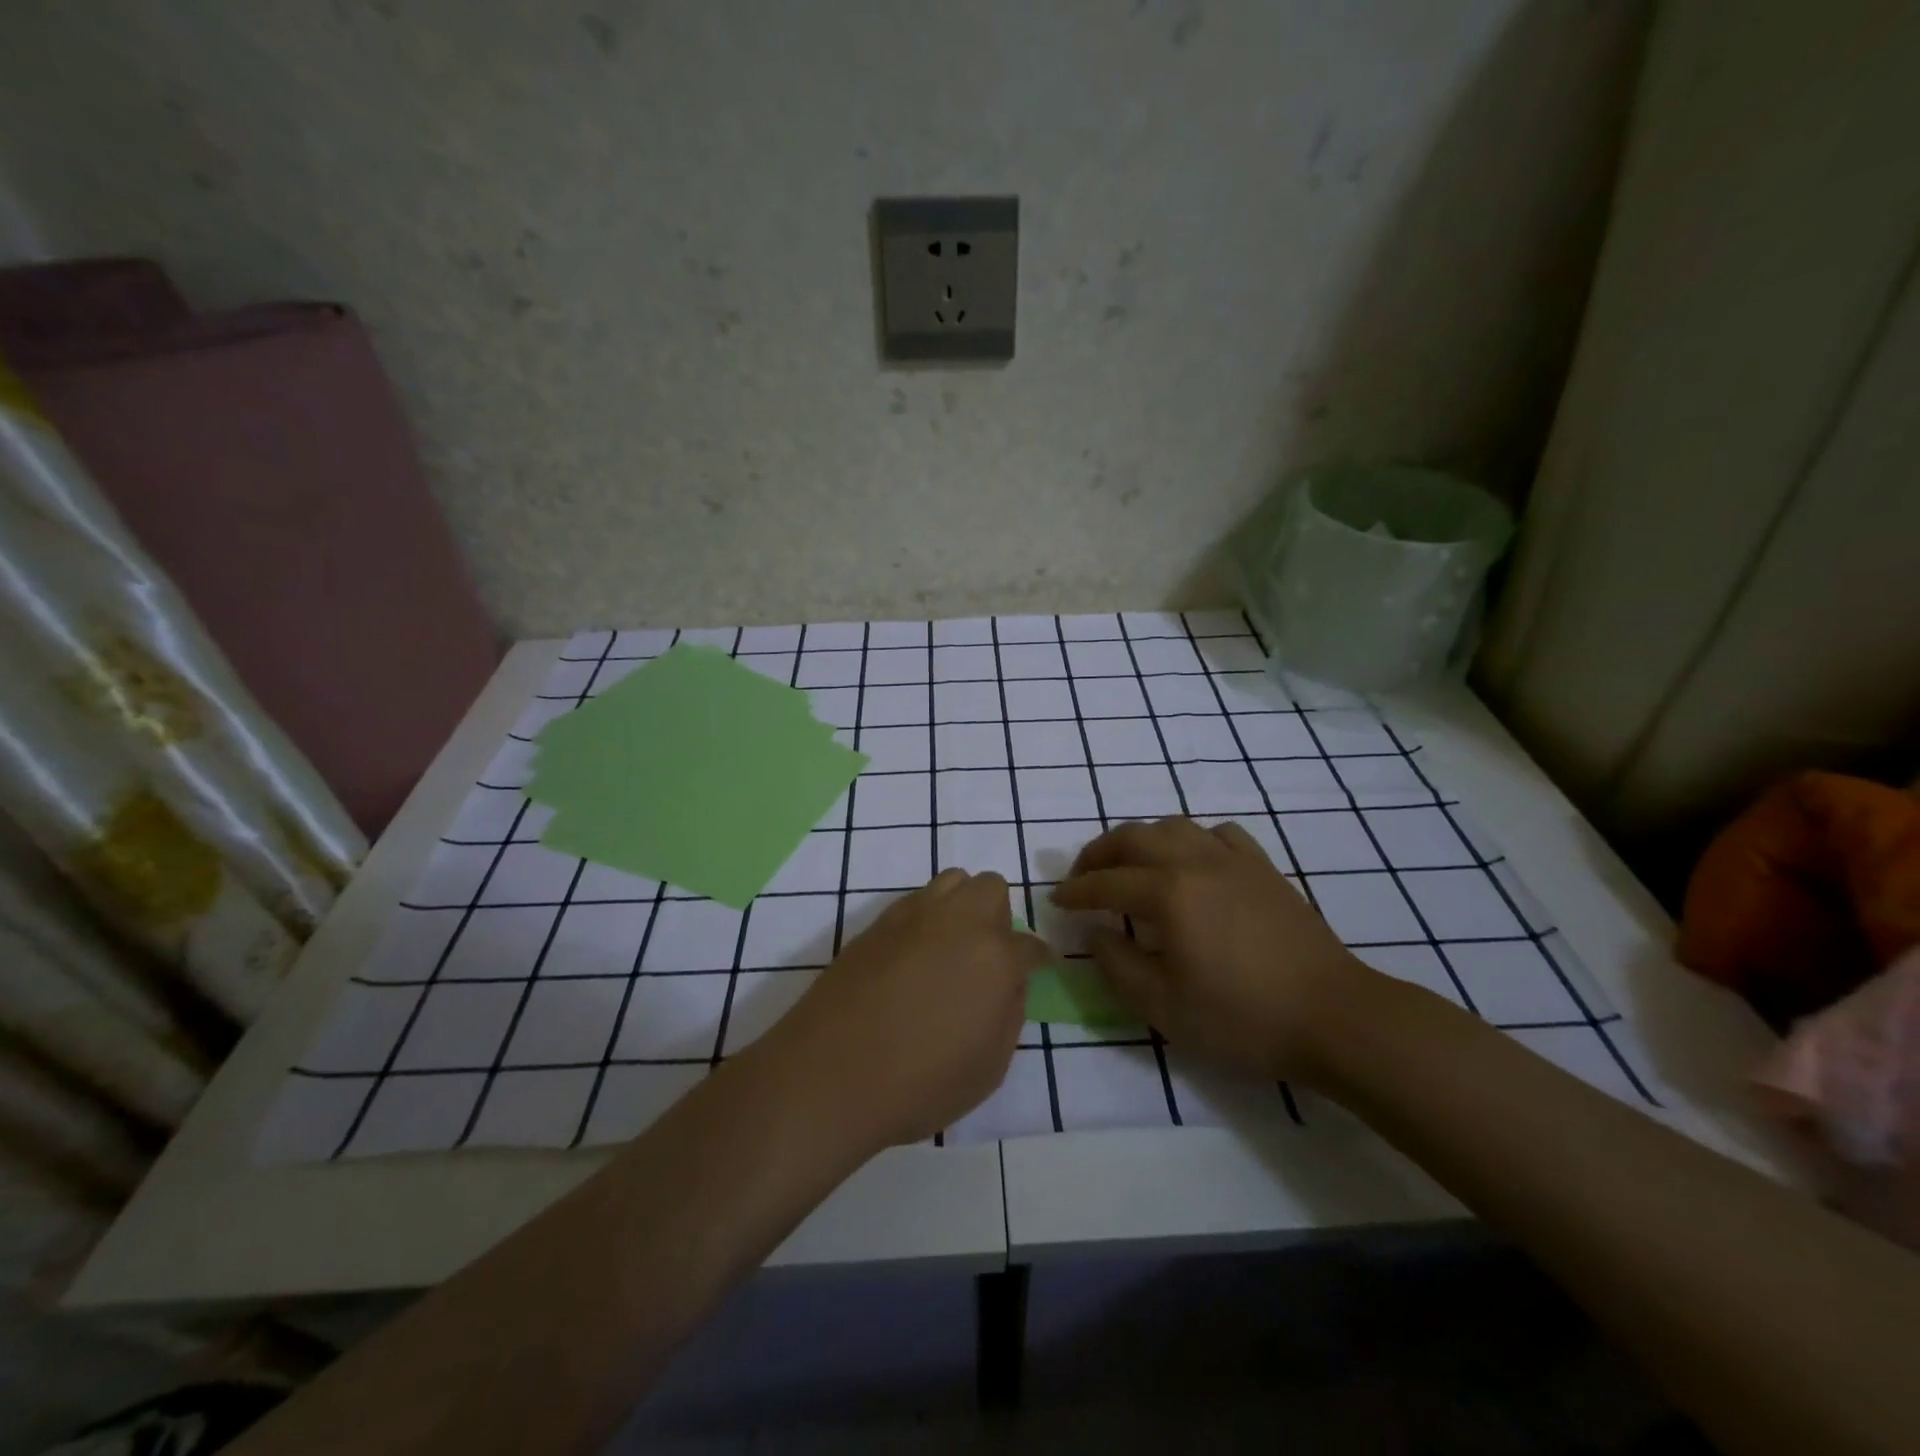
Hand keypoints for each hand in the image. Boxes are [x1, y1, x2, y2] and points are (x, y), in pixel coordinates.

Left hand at [757, 869, 1048, 1149]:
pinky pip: (915, 901)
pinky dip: (926, 918)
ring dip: (961, 905)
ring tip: (950, 947)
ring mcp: (913, 916)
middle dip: (999, 916)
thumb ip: (1009, 1014)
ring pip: (952, 881)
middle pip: (991, 888)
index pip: (1030, 945)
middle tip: (988, 956)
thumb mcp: (989, 1067)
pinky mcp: (877, 923)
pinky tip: (913, 955)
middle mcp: (958, 922)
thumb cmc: (920, 1083)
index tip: (1037, 970)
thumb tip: (1008, 984)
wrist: (830, 1074)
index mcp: (995, 957)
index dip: (1038, 960)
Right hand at [1051, 818, 1375, 1081]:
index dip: (1076, 891)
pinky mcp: (1264, 868)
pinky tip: (1193, 862)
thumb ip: (1119, 966)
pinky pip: (1218, 834)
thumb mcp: (1165, 1008)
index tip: (1055, 899)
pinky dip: (1192, 840)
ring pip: (1174, 827)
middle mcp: (1196, 862)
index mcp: (1168, 894)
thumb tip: (1097, 934)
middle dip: (1099, 853)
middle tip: (1082, 876)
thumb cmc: (1243, 1019)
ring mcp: (1234, 860)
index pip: (1106, 882)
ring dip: (1141, 840)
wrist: (1334, 1016)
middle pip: (1134, 838)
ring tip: (1130, 865)